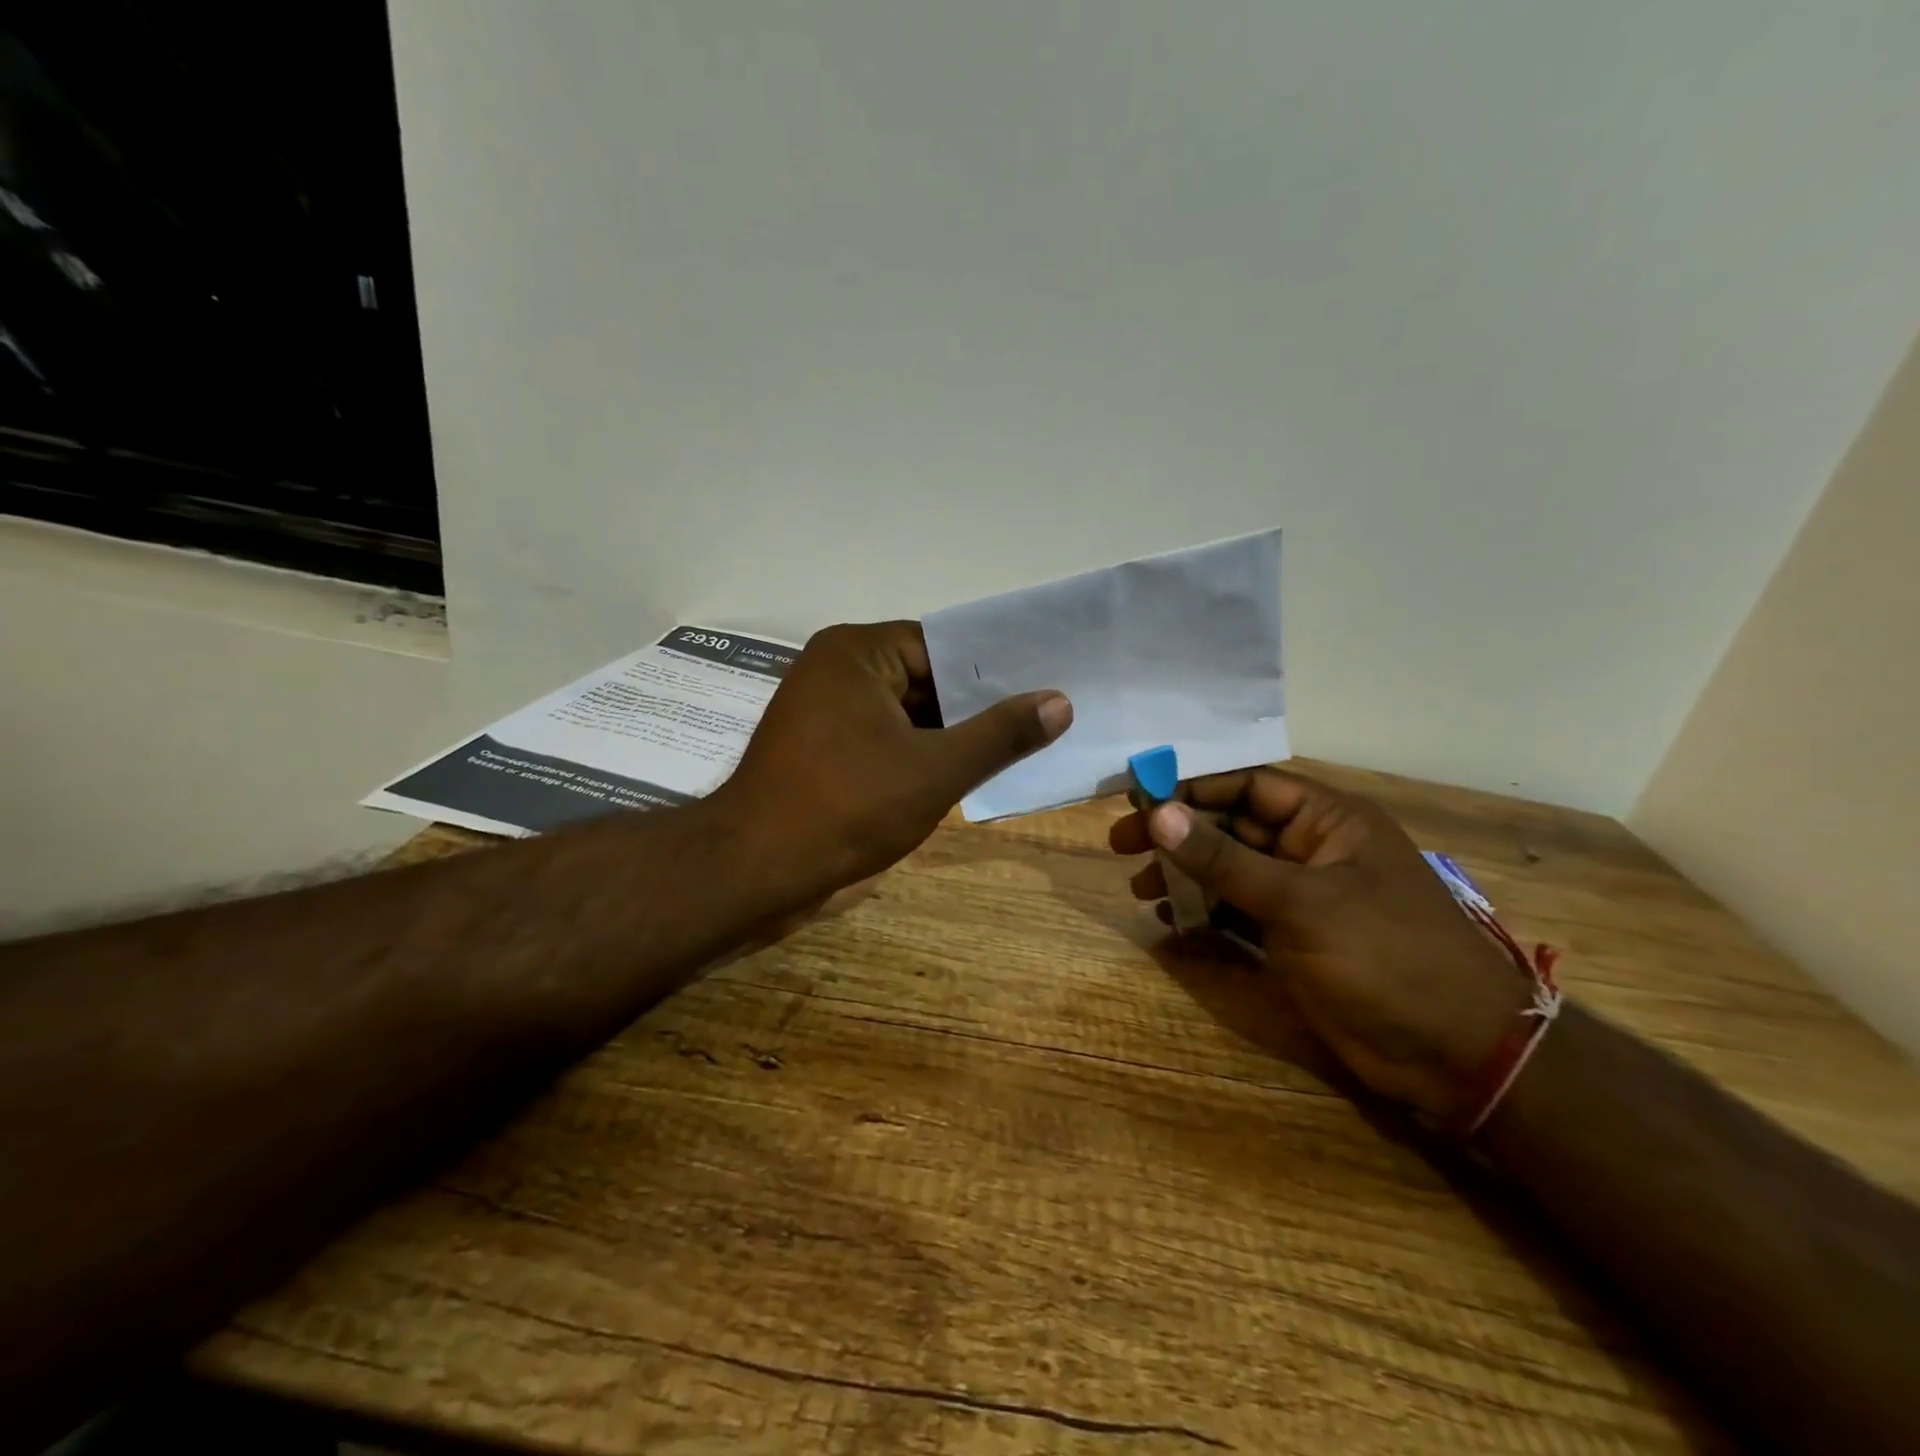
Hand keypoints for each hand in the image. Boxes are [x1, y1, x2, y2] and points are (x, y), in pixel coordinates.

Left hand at [717, 621, 1071, 903]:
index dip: (995, 670)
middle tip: (1041, 720)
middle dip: (975, 707)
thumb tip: (1059, 702)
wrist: (756, 868)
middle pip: (925, 678)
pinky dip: (919, 753)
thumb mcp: (936, 769)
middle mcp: (837, 668)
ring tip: (1016, 746)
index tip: (1045, 686)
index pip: (943, 646)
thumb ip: (1000, 735)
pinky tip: (964, 771)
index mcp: (858, 651)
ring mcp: (825, 709)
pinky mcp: (822, 747)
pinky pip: (885, 737)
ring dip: (949, 735)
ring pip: (906, 713)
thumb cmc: (847, 806)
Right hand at [1109, 768, 1531, 1124]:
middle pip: (1233, 826)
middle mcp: (1313, 848)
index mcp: (1329, 820)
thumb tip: (1158, 814)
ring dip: (1187, 875)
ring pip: (1231, 870)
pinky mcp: (1295, 938)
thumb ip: (1225, 859)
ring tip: (1142, 889)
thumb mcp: (1300, 902)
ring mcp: (1303, 896)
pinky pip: (1239, 911)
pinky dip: (1206, 913)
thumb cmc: (1385, 956)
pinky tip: (1172, 921)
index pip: (1248, 784)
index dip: (1191, 787)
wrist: (1458, 1055)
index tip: (1137, 798)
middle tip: (1122, 846)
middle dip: (1179, 834)